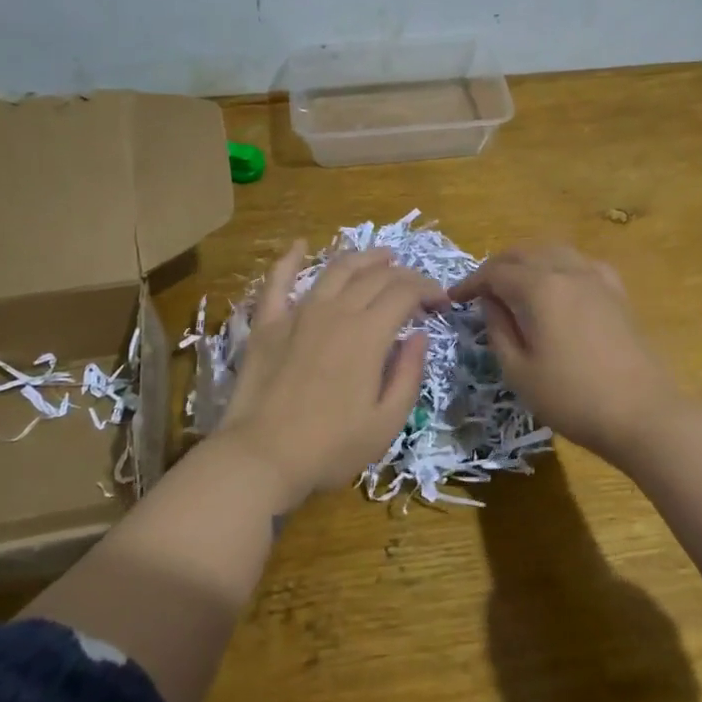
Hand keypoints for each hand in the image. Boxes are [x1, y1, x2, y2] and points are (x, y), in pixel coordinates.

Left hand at [214, 242, 444, 510]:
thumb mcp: (386, 423)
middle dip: (403, 275)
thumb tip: (418, 336)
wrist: (261, 456)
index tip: (441, 302)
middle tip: (416, 287)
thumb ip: (408, 374)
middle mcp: (335, 311)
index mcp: (368, 334)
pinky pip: (278, 281)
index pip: (405, 292)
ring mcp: (298, 313)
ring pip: (335, 270)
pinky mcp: (267, 323)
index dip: (428, 289)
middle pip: (374, 277)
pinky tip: (300, 245)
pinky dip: (290, 259)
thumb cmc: (330, 447)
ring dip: (363, 258)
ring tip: (381, 257)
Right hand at [450, 244, 680, 467]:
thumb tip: (491, 303)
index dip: (470, 283)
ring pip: (553, 251)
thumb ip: (498, 330)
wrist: (643, 413)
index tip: (453, 299)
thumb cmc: (572, 397)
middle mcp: (567, 270)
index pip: (495, 272)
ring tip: (513, 284)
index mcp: (539, 288)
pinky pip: (579, 263)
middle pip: (523, 253)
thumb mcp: (519, 371)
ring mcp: (596, 278)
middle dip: (496, 267)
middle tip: (480, 290)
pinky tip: (556, 286)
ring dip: (527, 261)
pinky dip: (558, 266)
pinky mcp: (616, 292)